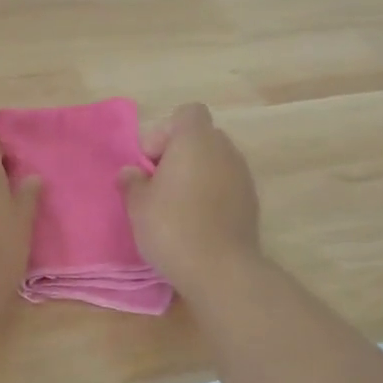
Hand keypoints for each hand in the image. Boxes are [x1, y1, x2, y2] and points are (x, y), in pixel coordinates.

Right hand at [119, 103, 260, 293]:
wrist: (220, 269)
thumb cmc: (171, 227)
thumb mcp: (138, 204)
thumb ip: (132, 182)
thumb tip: (131, 172)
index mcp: (195, 141)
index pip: (187, 113)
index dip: (165, 132)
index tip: (151, 163)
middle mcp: (224, 150)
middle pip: (201, 137)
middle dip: (179, 154)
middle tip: (159, 184)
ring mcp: (243, 175)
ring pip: (215, 161)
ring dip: (196, 174)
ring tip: (177, 205)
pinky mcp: (251, 201)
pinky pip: (226, 184)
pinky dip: (212, 193)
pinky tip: (197, 220)